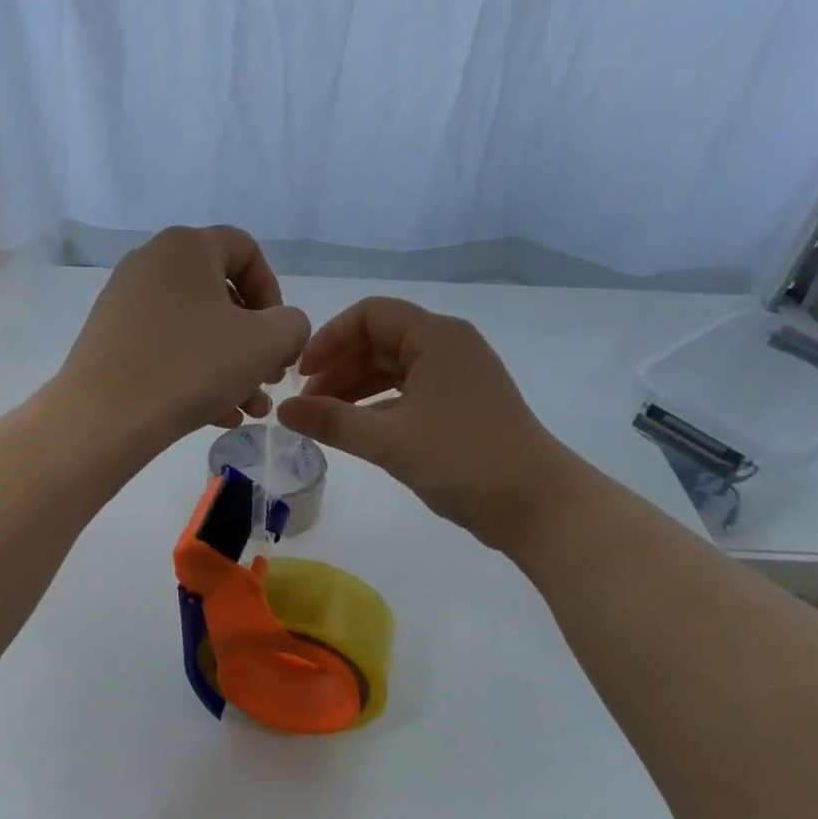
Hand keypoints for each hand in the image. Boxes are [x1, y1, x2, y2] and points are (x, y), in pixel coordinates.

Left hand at [57, 226, 309, 443]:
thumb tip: (282, 330)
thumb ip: (292, 326)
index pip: (245, 251)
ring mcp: (124, 304)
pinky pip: (166, 351)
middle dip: (254, 343)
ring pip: (195, 331)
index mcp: (187, 246)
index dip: (274, 294)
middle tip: (269, 381)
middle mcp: (151, 264)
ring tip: (250, 410)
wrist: (105, 417)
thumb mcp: (266, 343)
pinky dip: (196, 377)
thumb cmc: (193, 367)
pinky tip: (218, 417)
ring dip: (230, 369)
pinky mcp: (109, 341)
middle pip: (220, 297)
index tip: (279, 337)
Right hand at [277, 298, 572, 542]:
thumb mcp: (388, 440)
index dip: (328, 339)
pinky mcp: (460, 405)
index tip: (301, 376)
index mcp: (436, 336)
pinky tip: (357, 429)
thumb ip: (331, 421)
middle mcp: (448, 346)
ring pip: (392, 368)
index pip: (369, 315)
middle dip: (338, 368)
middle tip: (306, 404)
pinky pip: (408, 392)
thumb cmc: (463, 460)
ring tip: (324, 419)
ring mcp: (457, 376)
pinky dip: (378, 405)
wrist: (535, 503)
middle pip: (379, 340)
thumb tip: (282, 410)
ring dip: (354, 388)